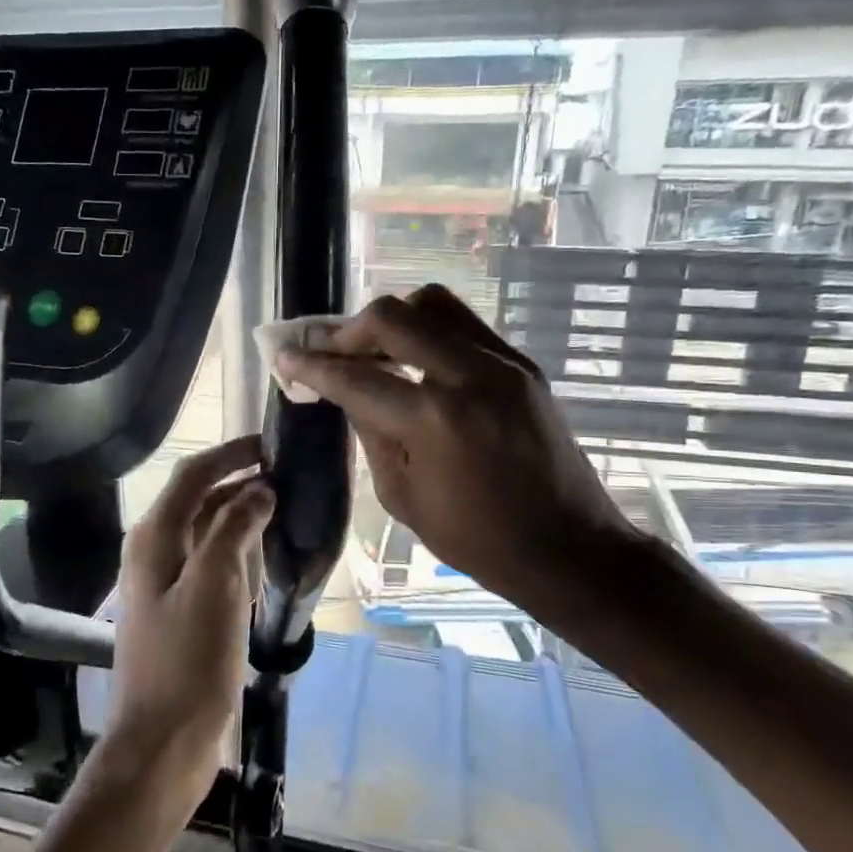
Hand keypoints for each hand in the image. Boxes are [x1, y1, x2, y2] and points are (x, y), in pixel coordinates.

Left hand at [106, 436, 274, 799]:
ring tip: (285, 512)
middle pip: (199, 501)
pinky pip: (211, 567)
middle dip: (240, 485)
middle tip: (288, 479)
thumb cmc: (189, 661)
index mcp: (155, 538)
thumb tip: (258, 489)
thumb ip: (234, 529)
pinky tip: (264, 561)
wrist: (163, 742)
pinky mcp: (181, 612)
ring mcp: (166, 584)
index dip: (230, 454)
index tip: (271, 444)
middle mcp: (155, 552)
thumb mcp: (215, 586)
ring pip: (207, 534)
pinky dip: (237, 555)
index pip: (192, 475)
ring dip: (241, 519)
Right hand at [277, 285, 647, 629]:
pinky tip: (416, 360)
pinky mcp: (523, 365)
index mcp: (434, 419)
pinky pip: (465, 324)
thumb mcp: (402, 495)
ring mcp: (503, 363)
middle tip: (329, 352)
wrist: (568, 547)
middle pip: (391, 316)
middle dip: (347, 331)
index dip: (312, 366)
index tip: (284, 356)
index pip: (356, 377)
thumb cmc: (477, 539)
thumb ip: (370, 431)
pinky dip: (429, 331)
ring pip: (433, 304)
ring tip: (374, 350)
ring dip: (392, 320)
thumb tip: (346, 390)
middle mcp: (469, 375)